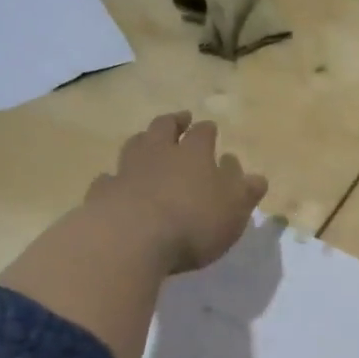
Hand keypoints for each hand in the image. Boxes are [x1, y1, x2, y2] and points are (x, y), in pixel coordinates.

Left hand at [86, 112, 267, 273]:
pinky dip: (114, 177)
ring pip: (135, 145)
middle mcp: (159, 153)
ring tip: (147, 140)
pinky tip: (115, 181)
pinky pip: (109, 178)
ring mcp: (127, 170)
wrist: (131, 238)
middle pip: (164, 127)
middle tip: (180, 118)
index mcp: (195, 154)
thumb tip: (254, 175)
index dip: (207, 130)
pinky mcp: (103, 192)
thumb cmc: (193, 223)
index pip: (203, 133)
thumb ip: (245, 191)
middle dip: (174, 121)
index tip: (210, 128)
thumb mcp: (234, 210)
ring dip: (143, 140)